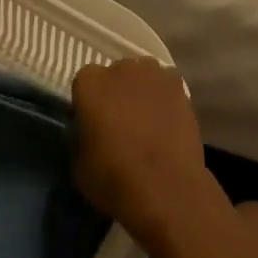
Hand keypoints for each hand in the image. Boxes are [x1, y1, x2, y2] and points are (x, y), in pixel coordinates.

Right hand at [71, 59, 215, 250]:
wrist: (166, 189)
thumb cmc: (114, 179)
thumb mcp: (79, 166)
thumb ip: (81, 138)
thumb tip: (88, 133)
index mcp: (90, 83)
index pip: (83, 83)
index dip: (88, 104)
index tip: (92, 124)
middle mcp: (120, 69)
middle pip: (115, 74)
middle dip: (115, 93)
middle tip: (119, 123)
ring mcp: (153, 74)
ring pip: (142, 76)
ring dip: (141, 91)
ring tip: (146, 121)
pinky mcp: (179, 86)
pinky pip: (166, 86)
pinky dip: (165, 99)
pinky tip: (166, 122)